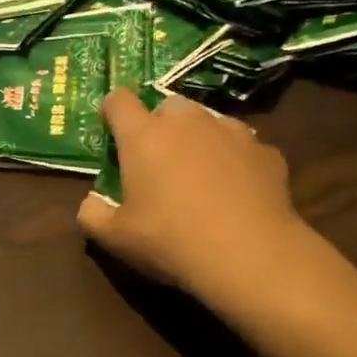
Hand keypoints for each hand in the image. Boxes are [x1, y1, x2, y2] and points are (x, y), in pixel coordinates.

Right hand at [78, 89, 313, 299]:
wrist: (250, 255)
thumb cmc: (171, 240)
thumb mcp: (116, 238)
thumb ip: (93, 215)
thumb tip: (90, 203)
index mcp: (144, 135)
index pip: (119, 101)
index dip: (112, 112)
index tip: (112, 132)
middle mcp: (187, 122)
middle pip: (167, 105)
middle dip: (160, 125)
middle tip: (158, 160)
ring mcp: (230, 131)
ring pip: (208, 121)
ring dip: (199, 138)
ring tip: (200, 174)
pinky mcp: (266, 151)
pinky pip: (242, 147)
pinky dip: (234, 160)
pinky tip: (236, 191)